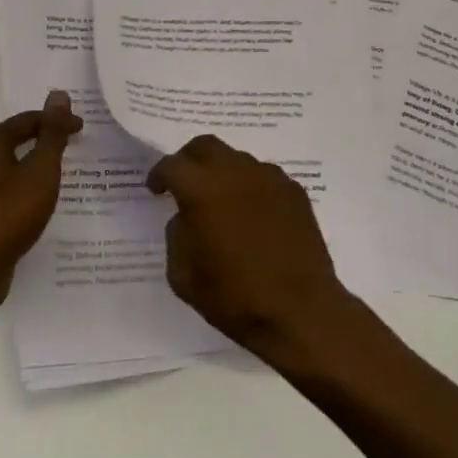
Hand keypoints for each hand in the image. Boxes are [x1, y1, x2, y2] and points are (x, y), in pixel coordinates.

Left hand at [0, 91, 81, 310]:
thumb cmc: (11, 212)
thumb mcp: (41, 169)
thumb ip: (52, 133)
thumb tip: (58, 94)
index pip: (28, 120)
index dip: (56, 121)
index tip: (81, 129)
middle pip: (13, 139)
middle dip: (42, 140)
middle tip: (70, 145)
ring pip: (6, 166)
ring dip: (31, 165)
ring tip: (56, 173)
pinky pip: (1, 189)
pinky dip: (21, 187)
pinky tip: (35, 202)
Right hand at [147, 134, 355, 360]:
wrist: (300, 312)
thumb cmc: (235, 298)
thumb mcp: (184, 276)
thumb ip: (176, 236)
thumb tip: (186, 217)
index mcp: (202, 190)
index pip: (172, 165)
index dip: (159, 175)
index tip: (156, 189)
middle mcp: (235, 172)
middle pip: (205, 146)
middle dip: (189, 160)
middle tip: (185, 183)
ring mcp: (269, 177)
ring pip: (237, 159)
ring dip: (222, 173)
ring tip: (221, 202)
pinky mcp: (294, 190)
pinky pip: (263, 176)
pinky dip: (250, 187)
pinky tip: (252, 214)